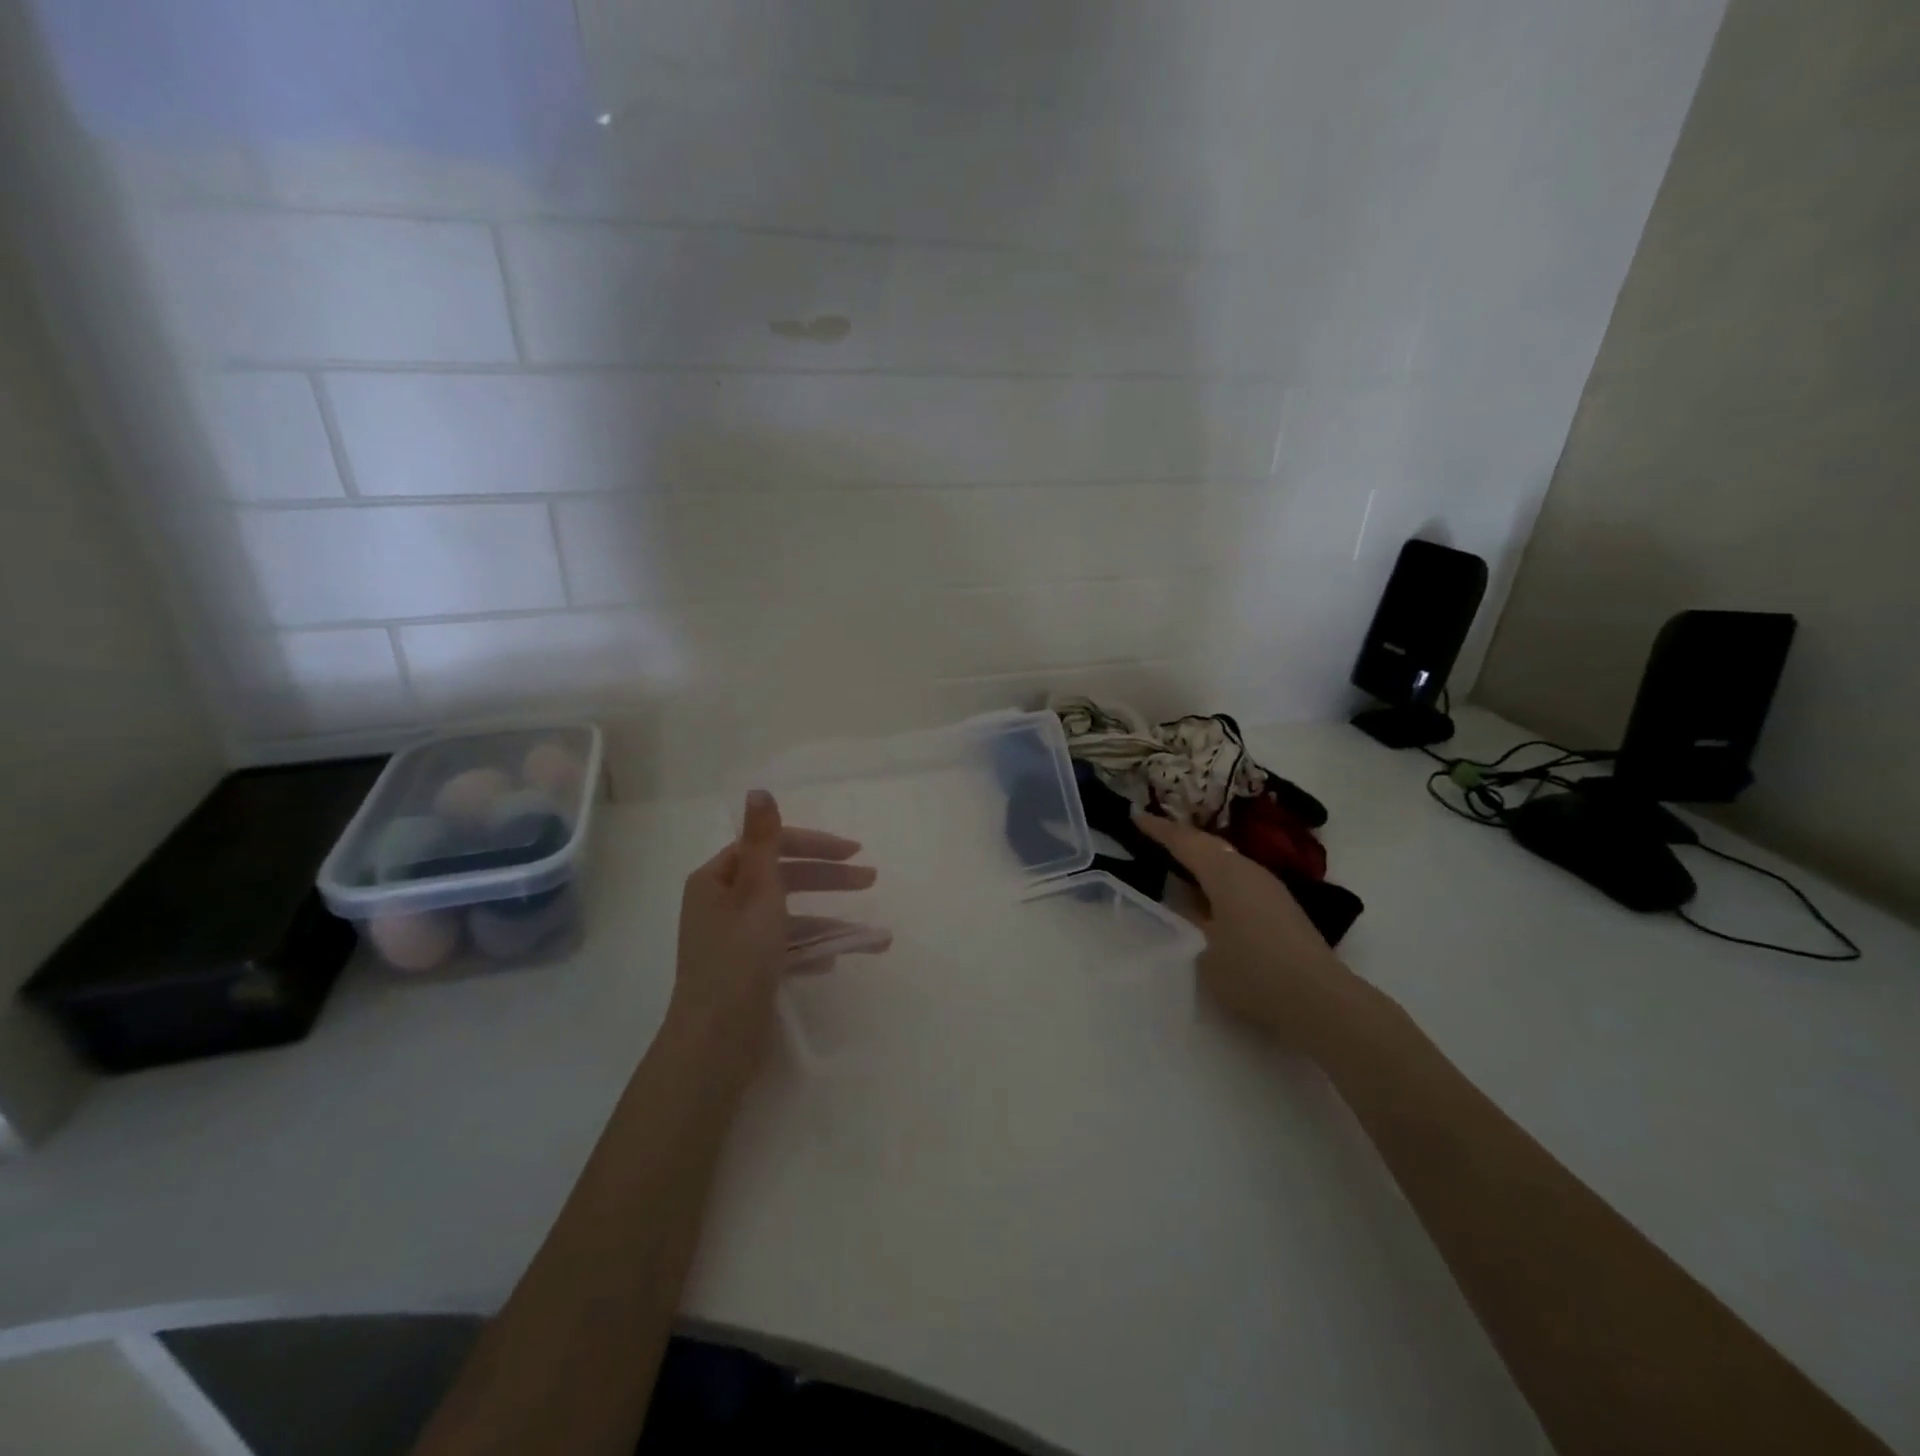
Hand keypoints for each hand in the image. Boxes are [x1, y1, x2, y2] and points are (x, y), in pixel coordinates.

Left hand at [668, 789, 889, 1079]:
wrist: (716, 1043)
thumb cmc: (739, 959)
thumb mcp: (757, 892)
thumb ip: (764, 841)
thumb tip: (758, 790)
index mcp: (717, 880)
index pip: (771, 846)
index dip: (815, 845)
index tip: (855, 853)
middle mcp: (722, 905)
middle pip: (783, 878)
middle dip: (829, 880)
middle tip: (871, 880)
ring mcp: (734, 940)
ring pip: (790, 917)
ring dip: (830, 923)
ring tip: (874, 937)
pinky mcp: (746, 972)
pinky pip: (785, 949)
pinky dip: (811, 951)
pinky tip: (835, 961)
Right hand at [1134, 811, 1355, 1048]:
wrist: (1320, 1001)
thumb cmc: (1253, 971)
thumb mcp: (1203, 948)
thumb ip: (1189, 918)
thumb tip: (1184, 902)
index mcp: (1225, 872)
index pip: (1185, 841)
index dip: (1158, 829)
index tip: (1135, 816)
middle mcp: (1249, 870)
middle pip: (1208, 846)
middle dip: (1180, 839)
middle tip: (1153, 835)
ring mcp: (1270, 888)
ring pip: (1227, 862)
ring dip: (1201, 859)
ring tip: (1176, 863)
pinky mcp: (1281, 908)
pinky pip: (1239, 879)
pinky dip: (1217, 878)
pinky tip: (1209, 894)